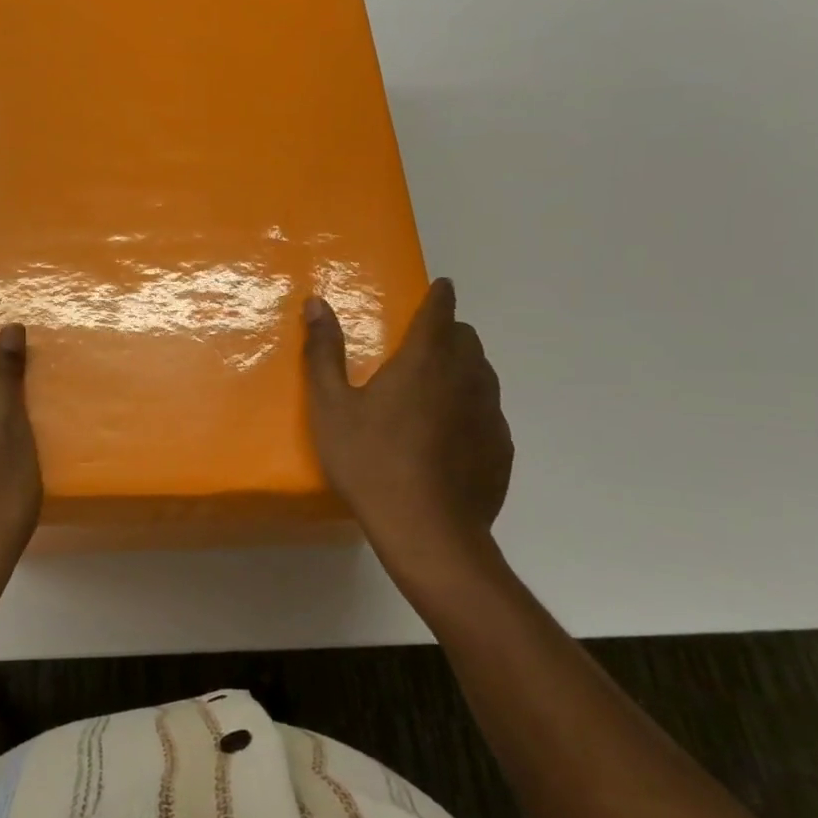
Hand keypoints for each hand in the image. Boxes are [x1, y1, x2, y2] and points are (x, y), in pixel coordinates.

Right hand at [302, 280, 512, 583]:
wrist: (427, 531)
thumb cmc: (371, 461)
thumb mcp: (331, 407)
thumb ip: (323, 352)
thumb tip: (317, 302)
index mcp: (424, 361)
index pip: (440, 313)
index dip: (440, 296)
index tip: (442, 286)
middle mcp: (465, 378)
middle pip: (467, 340)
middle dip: (450, 332)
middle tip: (424, 344)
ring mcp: (490, 415)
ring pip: (483, 375)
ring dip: (464, 368)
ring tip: (438, 387)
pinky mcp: (501, 449)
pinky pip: (490, 413)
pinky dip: (473, 408)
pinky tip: (452, 434)